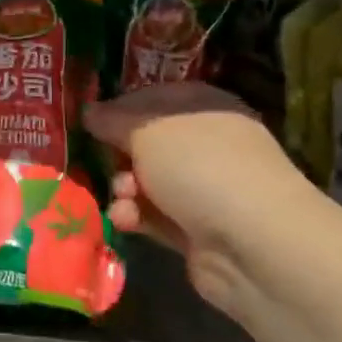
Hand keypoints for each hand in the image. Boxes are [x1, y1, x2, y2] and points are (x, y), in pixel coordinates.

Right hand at [83, 82, 310, 315]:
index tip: (90, 121)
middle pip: (147, 144)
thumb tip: (90, 112)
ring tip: (121, 197)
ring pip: (145, 182)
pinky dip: (135, 217)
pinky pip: (153, 216)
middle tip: (102, 161)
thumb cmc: (199, 167)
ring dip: (123, 188)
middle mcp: (206, 145)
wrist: (251, 243)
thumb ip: (113, 120)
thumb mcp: (147, 131)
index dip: (121, 108)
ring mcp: (203, 189)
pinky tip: (126, 220)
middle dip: (118, 154)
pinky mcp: (194, 229)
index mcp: (204, 108)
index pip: (155, 99)